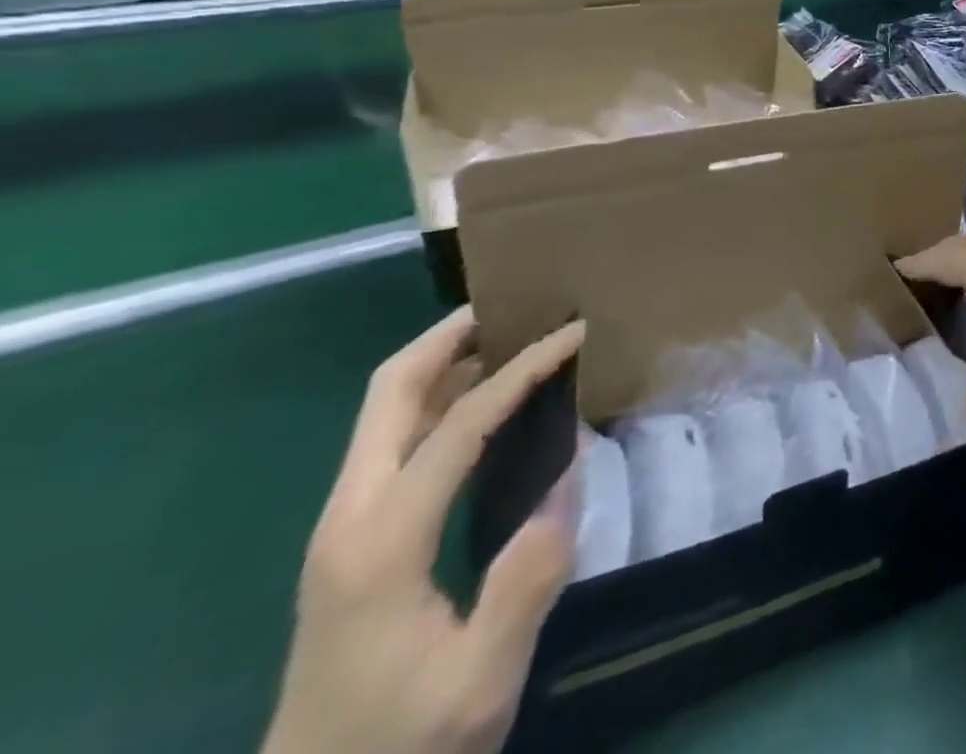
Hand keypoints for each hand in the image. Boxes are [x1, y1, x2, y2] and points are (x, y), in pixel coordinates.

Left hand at [261, 309, 586, 753]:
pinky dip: (441, 398)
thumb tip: (569, 478)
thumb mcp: (479, 682)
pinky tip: (486, 404)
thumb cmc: (398, 747)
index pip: (460, 422)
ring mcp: (343, 526)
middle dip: (453, 334)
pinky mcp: (352, 539)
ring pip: (387, 410)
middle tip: (518, 302)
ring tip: (512, 336)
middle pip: (391, 392)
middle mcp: (349, 516)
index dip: (523, 368)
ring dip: (446, 360)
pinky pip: (395, 440)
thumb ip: (528, 580)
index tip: (576, 332)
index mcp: (380, 542)